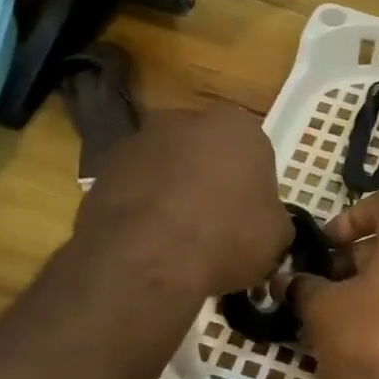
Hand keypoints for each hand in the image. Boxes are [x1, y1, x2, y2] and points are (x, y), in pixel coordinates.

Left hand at [73, 106, 291, 297]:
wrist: (148, 258)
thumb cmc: (227, 237)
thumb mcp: (276, 236)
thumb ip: (273, 218)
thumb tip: (264, 223)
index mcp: (237, 126)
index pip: (253, 151)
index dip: (252, 186)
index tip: (249, 217)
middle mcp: (185, 120)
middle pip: (205, 151)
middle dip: (209, 180)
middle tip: (215, 225)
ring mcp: (138, 141)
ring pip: (166, 167)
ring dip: (172, 193)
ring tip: (177, 240)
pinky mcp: (102, 170)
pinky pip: (134, 189)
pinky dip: (141, 209)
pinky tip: (148, 244)